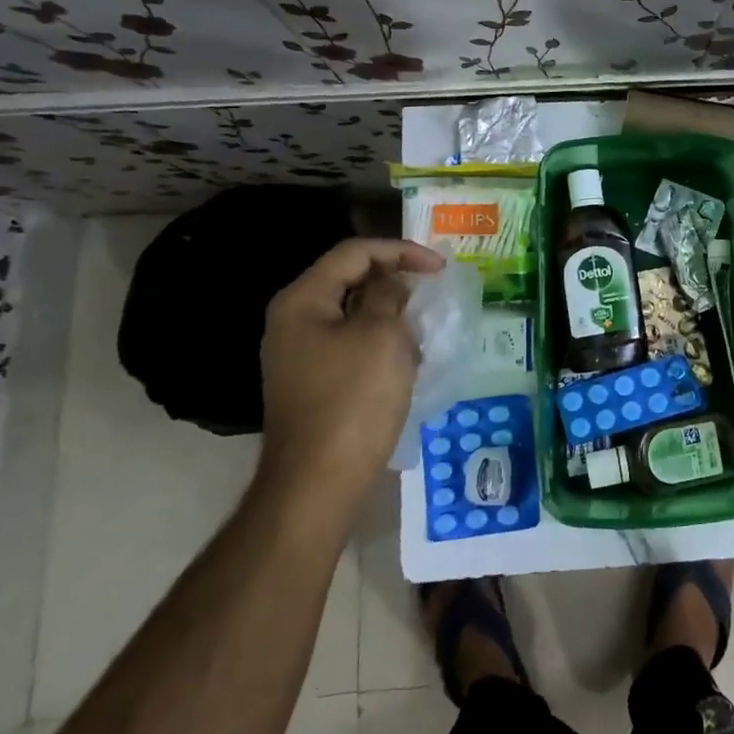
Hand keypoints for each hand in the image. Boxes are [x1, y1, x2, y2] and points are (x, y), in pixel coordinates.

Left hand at [257, 238, 445, 502]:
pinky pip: (351, 346)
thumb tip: (391, 282)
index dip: (401, 251)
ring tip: (423, 331)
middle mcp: (293, 321)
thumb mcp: (381, 336)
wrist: (318, 483)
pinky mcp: (312, 383)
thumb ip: (389, 295)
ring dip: (391, 315)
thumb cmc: (353, 400)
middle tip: (433, 293)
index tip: (440, 268)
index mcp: (302, 301)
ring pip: (353, 315)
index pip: (354, 253)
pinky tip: (405, 364)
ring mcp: (299, 355)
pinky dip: (380, 344)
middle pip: (350, 280)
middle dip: (396, 282)